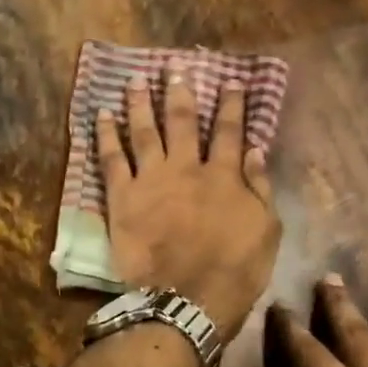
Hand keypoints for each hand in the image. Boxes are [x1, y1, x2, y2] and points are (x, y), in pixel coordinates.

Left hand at [97, 67, 280, 336]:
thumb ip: (260, 188)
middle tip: (174, 69)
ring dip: (140, 103)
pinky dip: (106, 135)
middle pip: (183, 123)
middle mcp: (187, 168)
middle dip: (180, 93)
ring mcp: (152, 180)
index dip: (231, 106)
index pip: (230, 133)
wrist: (187, 298)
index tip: (230, 83)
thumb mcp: (266, 231)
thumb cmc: (234, 271)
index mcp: (225, 177)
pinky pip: (111, 159)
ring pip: (145, 131)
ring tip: (135, 80)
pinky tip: (101, 115)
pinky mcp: (122, 198)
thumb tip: (257, 151)